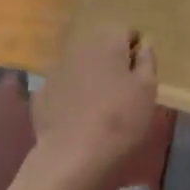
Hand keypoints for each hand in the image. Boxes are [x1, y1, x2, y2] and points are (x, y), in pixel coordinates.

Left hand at [32, 26, 158, 188]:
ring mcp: (57, 69)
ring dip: (91, 77)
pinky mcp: (42, 93)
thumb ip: (148, 60)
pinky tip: (78, 118)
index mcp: (109, 40)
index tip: (141, 74)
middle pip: (102, 47)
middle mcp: (81, 46)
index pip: (127, 32)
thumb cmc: (120, 119)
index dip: (136, 51)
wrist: (72, 156)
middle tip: (123, 90)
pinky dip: (72, 96)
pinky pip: (64, 87)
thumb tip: (145, 42)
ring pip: (81, 66)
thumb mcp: (148, 89)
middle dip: (113, 62)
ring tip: (100, 106)